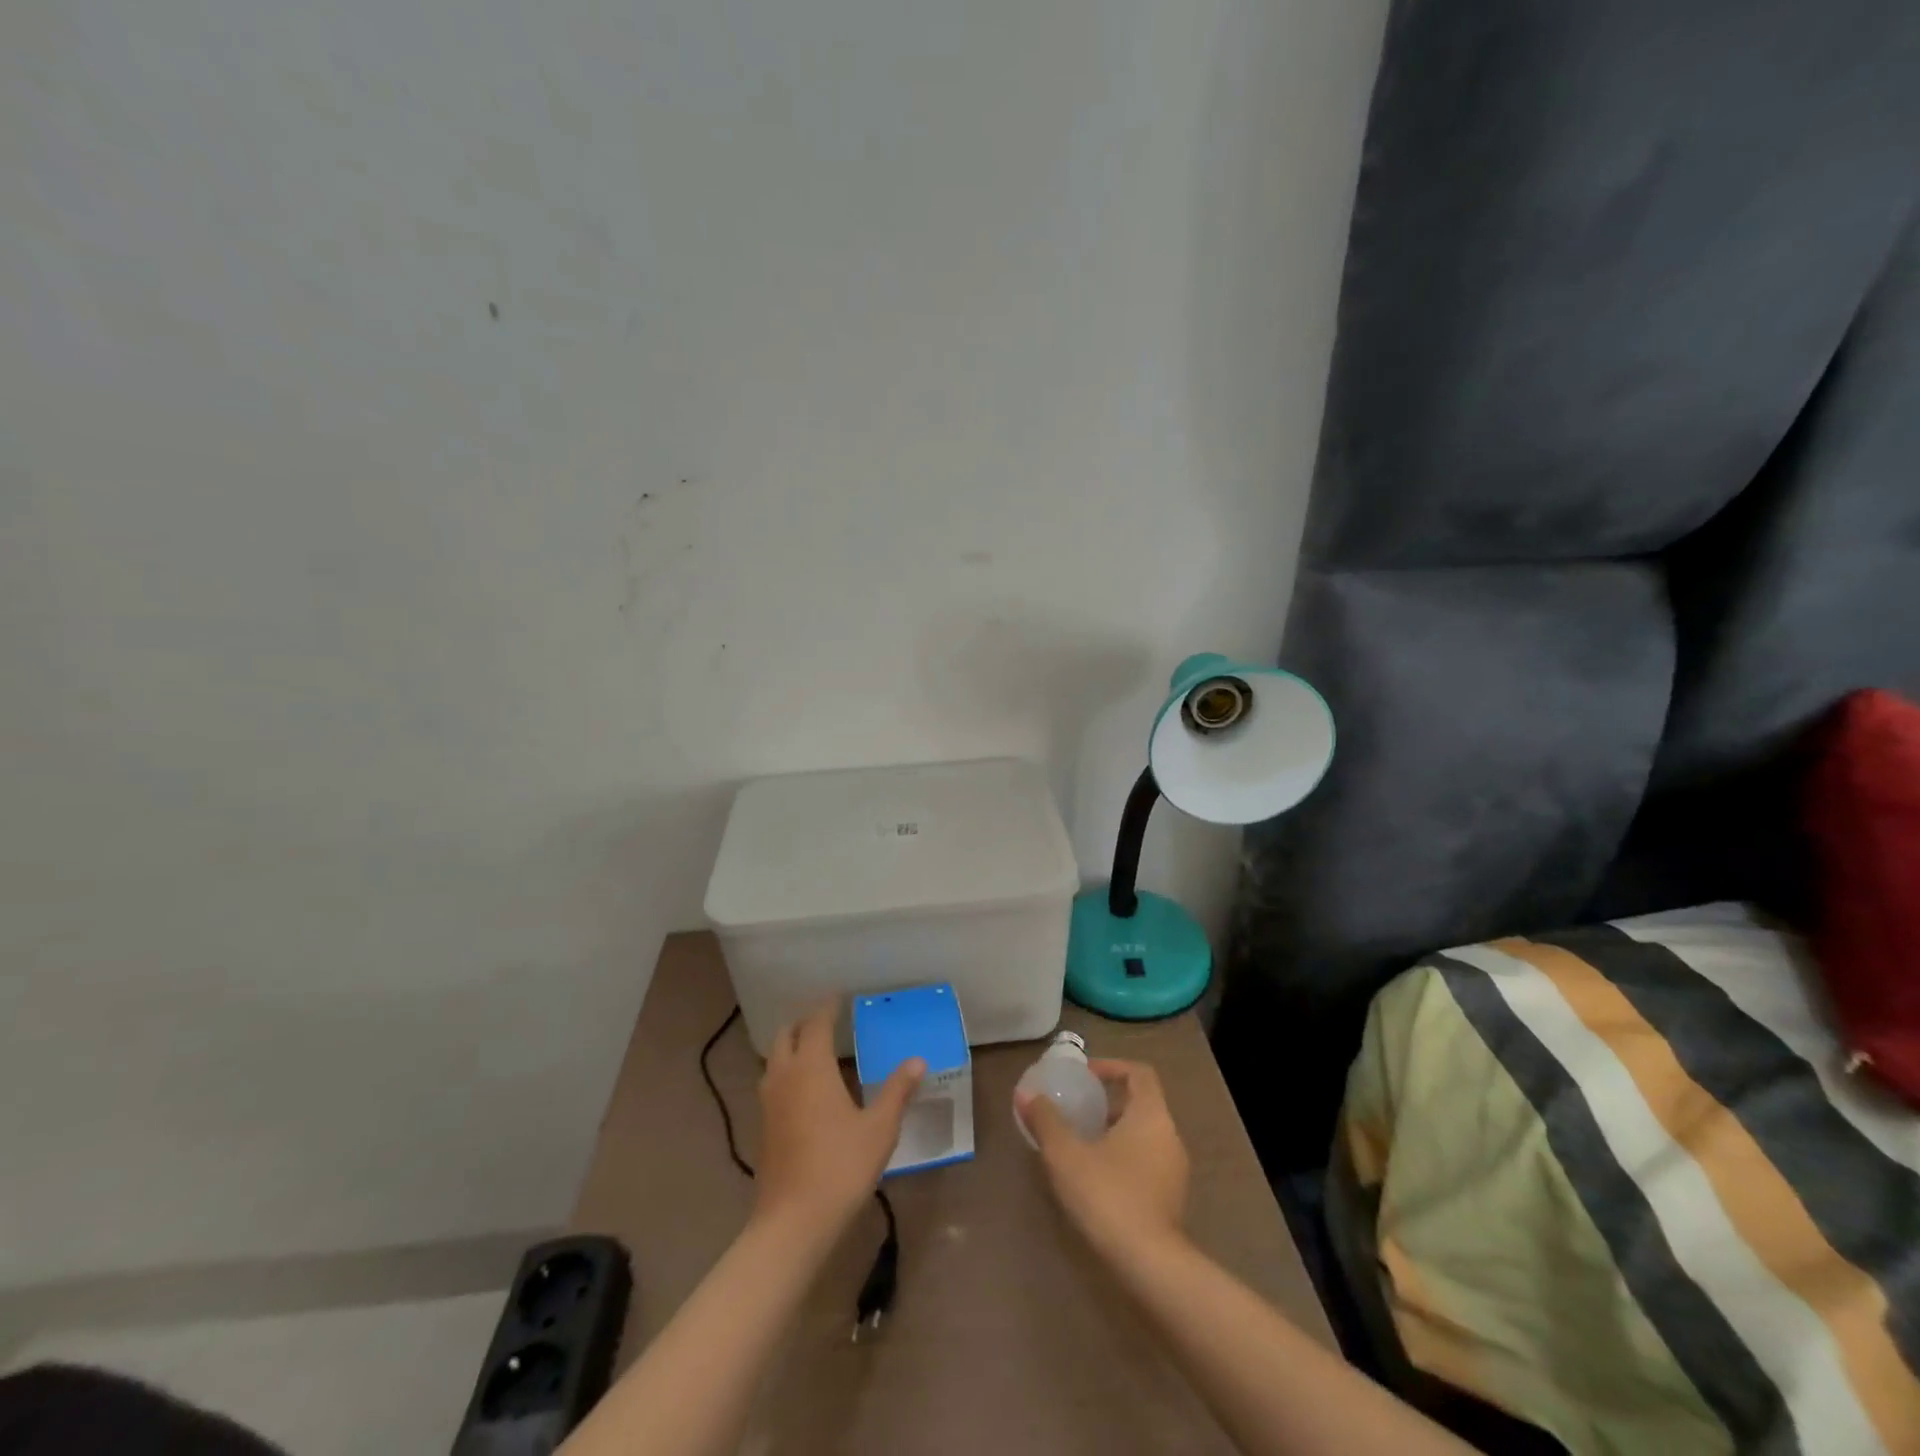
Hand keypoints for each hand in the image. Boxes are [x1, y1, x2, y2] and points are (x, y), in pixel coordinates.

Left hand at [754, 1006, 923, 1239]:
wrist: (793, 1222)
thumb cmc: (840, 1167)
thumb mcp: (879, 1128)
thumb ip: (897, 1091)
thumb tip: (917, 1061)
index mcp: (811, 1067)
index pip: (815, 1023)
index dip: (827, 1007)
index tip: (840, 997)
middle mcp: (784, 1076)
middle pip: (786, 1035)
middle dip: (804, 1022)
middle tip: (827, 1019)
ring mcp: (769, 1102)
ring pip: (775, 1059)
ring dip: (792, 1046)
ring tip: (816, 1049)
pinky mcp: (763, 1126)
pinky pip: (773, 1082)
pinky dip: (787, 1071)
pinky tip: (806, 1088)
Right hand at [1017, 1059, 1189, 1260]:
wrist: (1149, 1266)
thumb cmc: (1107, 1195)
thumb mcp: (1066, 1154)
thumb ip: (1046, 1120)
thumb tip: (1025, 1094)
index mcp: (1151, 1115)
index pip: (1139, 1073)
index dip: (1111, 1067)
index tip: (1084, 1076)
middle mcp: (1170, 1136)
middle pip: (1141, 1104)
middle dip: (1108, 1103)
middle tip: (1077, 1110)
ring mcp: (1174, 1170)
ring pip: (1144, 1136)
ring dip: (1115, 1133)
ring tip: (1081, 1145)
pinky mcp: (1172, 1200)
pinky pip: (1147, 1163)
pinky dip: (1124, 1158)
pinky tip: (1096, 1179)